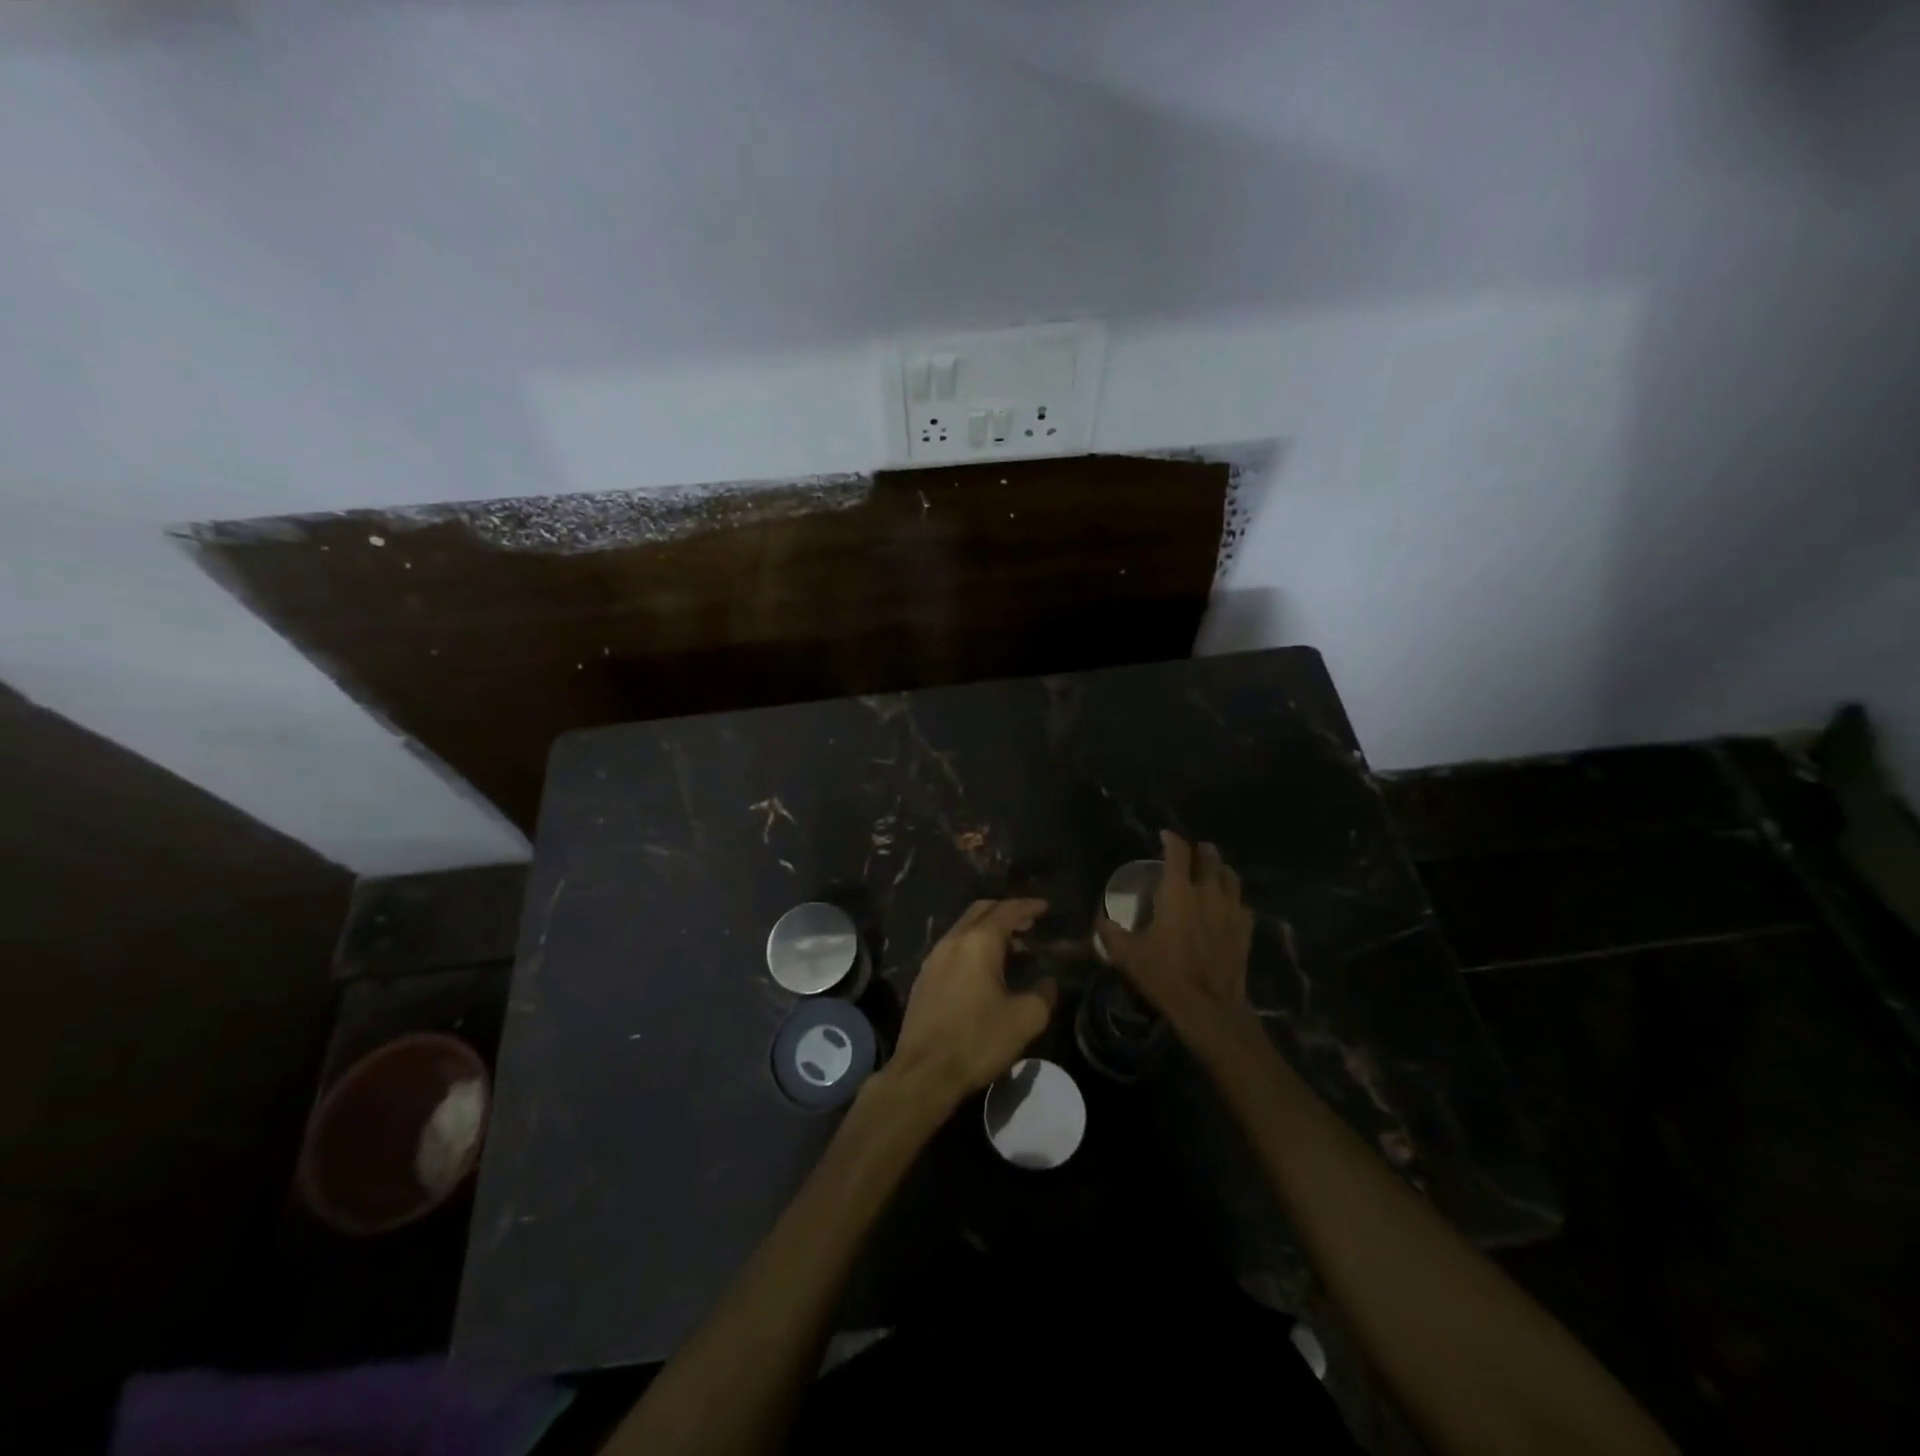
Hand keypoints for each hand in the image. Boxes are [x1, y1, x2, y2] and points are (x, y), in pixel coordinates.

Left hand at [890, 899, 1055, 1108]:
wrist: (923, 1073)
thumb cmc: (977, 1041)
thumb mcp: (1024, 1020)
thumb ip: (1043, 995)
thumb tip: (1048, 983)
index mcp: (978, 943)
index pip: (1006, 911)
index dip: (1028, 907)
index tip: (1045, 908)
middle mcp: (952, 941)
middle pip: (980, 911)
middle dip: (1005, 912)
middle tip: (1028, 923)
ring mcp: (933, 959)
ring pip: (963, 929)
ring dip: (987, 930)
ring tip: (1011, 947)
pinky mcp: (923, 979)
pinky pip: (952, 948)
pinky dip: (972, 946)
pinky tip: (983, 969)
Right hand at [1096, 831, 1254, 1039]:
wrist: (1209, 1007)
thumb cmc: (1164, 974)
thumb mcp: (1128, 954)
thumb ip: (1110, 932)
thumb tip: (1100, 919)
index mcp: (1178, 891)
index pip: (1178, 851)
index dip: (1171, 839)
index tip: (1165, 835)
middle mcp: (1207, 892)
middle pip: (1209, 858)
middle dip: (1200, 850)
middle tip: (1191, 852)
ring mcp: (1231, 909)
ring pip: (1230, 877)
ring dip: (1220, 869)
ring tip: (1212, 871)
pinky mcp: (1245, 929)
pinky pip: (1242, 904)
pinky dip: (1233, 898)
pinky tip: (1227, 906)